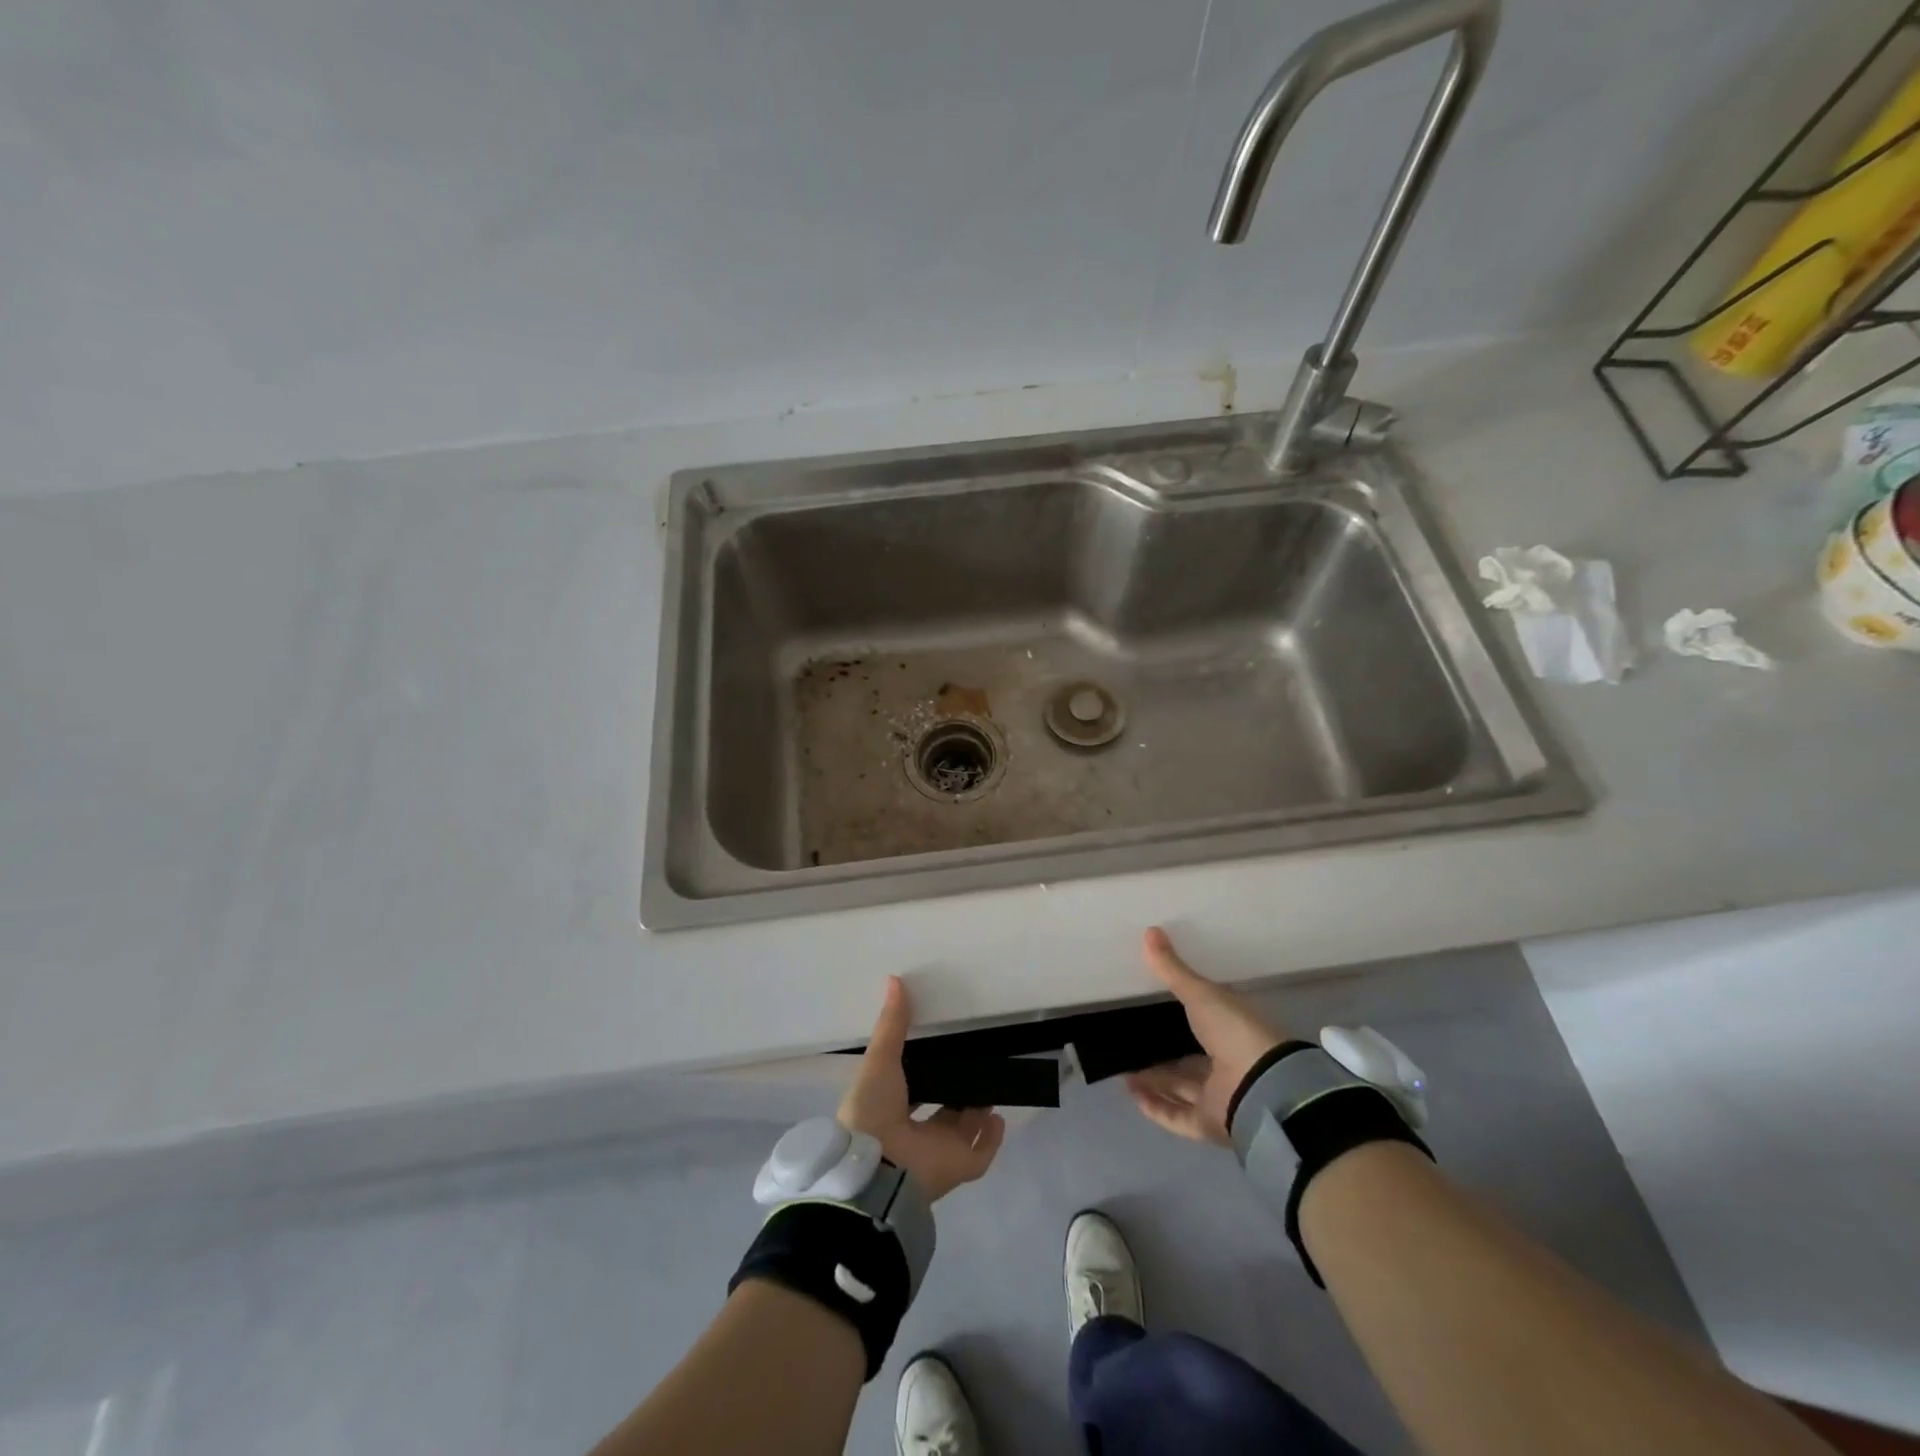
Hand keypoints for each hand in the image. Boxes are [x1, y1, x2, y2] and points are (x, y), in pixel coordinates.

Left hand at [837, 976, 1006, 1201]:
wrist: (878, 1169)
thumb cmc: (872, 1111)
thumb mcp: (880, 1060)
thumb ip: (892, 1023)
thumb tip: (894, 979)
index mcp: (889, 1111)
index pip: (909, 1090)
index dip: (921, 1072)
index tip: (937, 1048)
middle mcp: (913, 1133)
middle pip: (941, 1110)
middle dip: (955, 1090)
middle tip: (973, 1064)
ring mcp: (937, 1153)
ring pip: (962, 1128)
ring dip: (977, 1109)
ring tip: (992, 1081)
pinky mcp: (958, 1167)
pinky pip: (982, 1155)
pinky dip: (993, 1139)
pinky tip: (1000, 1116)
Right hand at [1125, 926, 1290, 1145]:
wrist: (1261, 1086)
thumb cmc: (1234, 1031)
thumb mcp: (1200, 994)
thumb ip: (1172, 969)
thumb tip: (1149, 930)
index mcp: (1230, 1032)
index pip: (1203, 1024)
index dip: (1179, 1017)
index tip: (1151, 1009)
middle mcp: (1226, 1066)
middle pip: (1189, 1062)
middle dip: (1161, 1057)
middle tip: (1129, 1044)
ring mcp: (1219, 1097)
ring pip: (1180, 1090)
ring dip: (1153, 1082)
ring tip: (1122, 1070)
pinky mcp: (1210, 1124)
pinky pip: (1177, 1117)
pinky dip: (1155, 1107)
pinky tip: (1131, 1094)